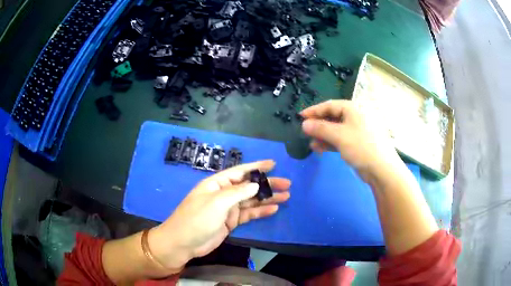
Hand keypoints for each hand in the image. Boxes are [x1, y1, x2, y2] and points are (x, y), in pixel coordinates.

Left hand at [148, 160, 290, 269]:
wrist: (183, 243)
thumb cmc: (196, 219)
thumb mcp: (216, 203)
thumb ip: (237, 193)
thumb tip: (256, 184)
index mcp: (217, 184)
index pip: (240, 172)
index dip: (256, 167)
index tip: (273, 164)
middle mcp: (223, 194)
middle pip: (249, 186)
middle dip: (267, 184)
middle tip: (287, 184)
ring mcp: (227, 209)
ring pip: (251, 201)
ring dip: (267, 198)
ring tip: (286, 196)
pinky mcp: (231, 222)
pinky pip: (248, 214)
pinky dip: (260, 212)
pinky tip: (273, 209)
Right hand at [301, 100, 400, 174]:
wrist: (382, 169)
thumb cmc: (362, 147)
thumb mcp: (339, 136)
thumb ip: (320, 128)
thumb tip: (303, 124)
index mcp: (353, 109)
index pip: (329, 105)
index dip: (313, 111)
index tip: (300, 117)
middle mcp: (355, 117)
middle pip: (332, 117)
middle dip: (318, 125)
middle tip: (304, 132)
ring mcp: (357, 130)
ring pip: (335, 129)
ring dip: (322, 136)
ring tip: (311, 143)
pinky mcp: (357, 143)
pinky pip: (340, 139)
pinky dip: (330, 143)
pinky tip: (319, 149)